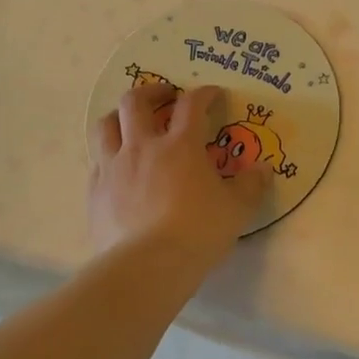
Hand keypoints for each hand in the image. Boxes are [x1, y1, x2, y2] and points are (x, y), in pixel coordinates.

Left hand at [88, 82, 266, 263]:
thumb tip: (263, 168)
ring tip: (130, 123)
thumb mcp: (236, 210)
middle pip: (135, 101)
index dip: (203, 93)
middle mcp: (143, 147)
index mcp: (181, 146)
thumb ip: (251, 185)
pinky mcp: (95, 192)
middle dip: (151, 91)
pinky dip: (108, 155)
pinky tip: (118, 168)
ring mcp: (113, 167)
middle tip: (165, 96)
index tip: (212, 94)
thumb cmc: (198, 232)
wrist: (147, 266)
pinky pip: (96, 161)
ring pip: (105, 125)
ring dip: (118, 117)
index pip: (192, 105)